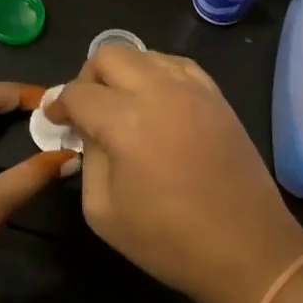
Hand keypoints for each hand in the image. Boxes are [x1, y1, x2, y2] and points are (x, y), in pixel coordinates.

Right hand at [46, 45, 302, 302]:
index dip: (59, 105)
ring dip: (124, 73)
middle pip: (109, 54)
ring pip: (145, 54)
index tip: (56, 120)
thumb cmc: (168, 239)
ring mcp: (193, 89)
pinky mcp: (217, 97)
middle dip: (88, 77)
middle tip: (87, 110)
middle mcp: (159, 91)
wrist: (246, 249)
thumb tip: (89, 133)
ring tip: (122, 106)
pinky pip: (178, 65)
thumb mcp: (103, 210)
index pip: (78, 92)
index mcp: (125, 121)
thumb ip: (88, 159)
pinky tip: (156, 103)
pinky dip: (157, 74)